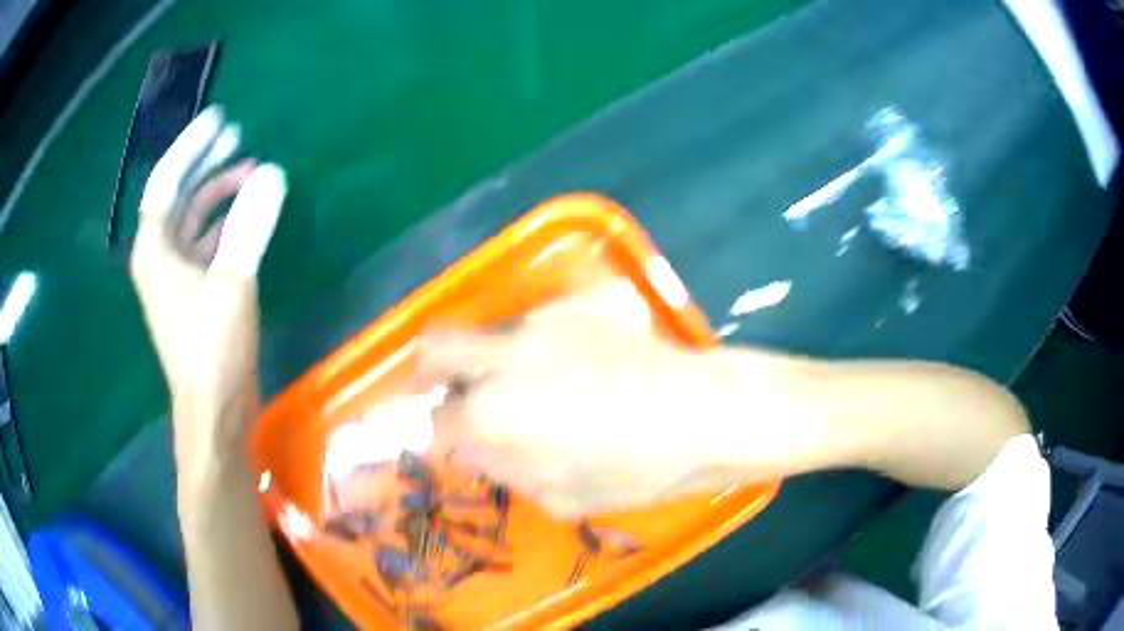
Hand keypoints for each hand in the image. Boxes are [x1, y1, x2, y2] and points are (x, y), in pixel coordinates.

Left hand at [130, 106, 285, 474]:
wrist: (215, 413)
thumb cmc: (212, 353)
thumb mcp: (231, 286)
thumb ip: (250, 227)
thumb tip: (272, 173)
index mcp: (155, 251)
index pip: (166, 182)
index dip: (190, 146)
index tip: (219, 118)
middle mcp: (160, 257)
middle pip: (178, 195)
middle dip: (204, 162)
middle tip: (235, 133)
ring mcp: (177, 276)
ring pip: (193, 218)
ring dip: (218, 190)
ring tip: (248, 167)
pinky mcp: (195, 292)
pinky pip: (206, 241)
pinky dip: (225, 221)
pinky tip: (246, 212)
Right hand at [417, 296, 779, 517]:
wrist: (703, 413)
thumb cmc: (634, 471)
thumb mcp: (559, 496)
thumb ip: (503, 468)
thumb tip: (475, 448)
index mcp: (491, 412)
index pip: (436, 421)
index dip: (440, 439)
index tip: (454, 447)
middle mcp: (502, 356)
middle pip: (435, 347)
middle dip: (431, 375)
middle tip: (454, 400)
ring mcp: (538, 324)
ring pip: (485, 337)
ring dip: (486, 364)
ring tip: (528, 392)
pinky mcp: (573, 308)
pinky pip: (529, 329)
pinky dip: (527, 351)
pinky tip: (569, 373)